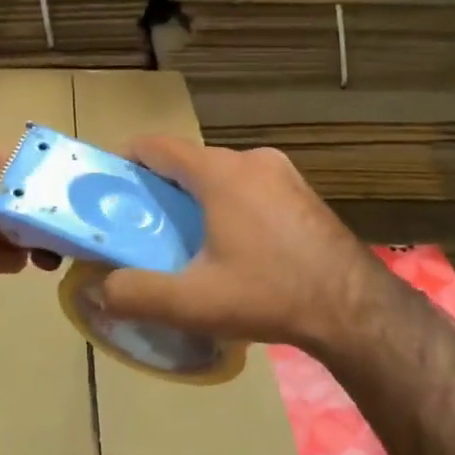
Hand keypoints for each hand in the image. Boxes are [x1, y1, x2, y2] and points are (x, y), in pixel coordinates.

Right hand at [97, 137, 394, 357]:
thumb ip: (136, 294)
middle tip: (143, 226)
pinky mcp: (302, 191)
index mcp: (220, 172)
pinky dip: (228, 204)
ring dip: (197, 198)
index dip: (126, 160)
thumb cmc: (269, 294)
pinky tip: (233, 246)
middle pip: (189, 162)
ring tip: (185, 240)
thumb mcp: (194, 302)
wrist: (354, 308)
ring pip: (221, 174)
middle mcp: (251, 159)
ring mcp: (282, 172)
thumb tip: (101, 290)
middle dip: (160, 187)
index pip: (157, 146)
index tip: (109, 188)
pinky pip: (250, 186)